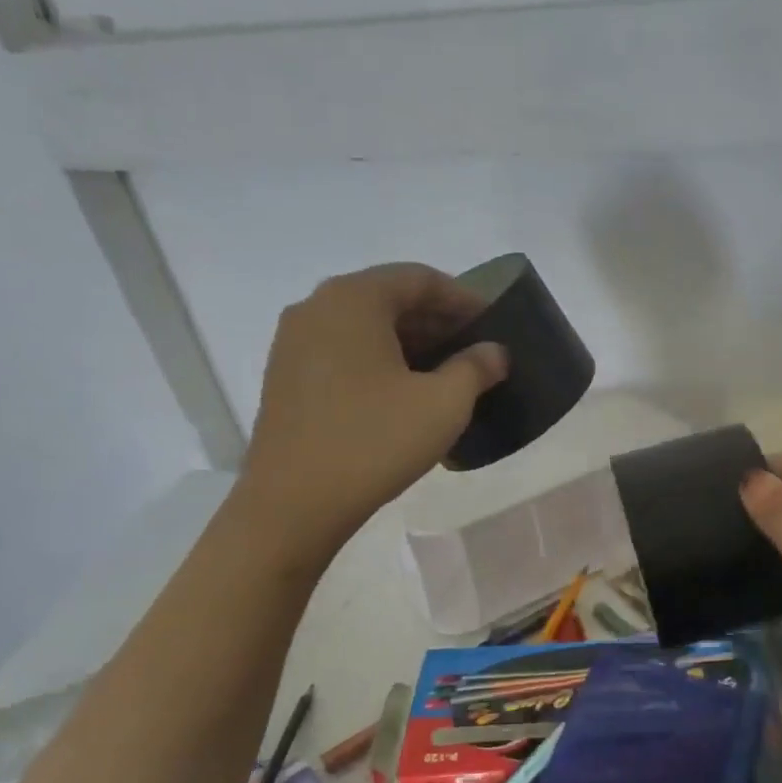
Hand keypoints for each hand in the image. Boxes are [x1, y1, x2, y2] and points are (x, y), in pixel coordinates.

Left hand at [233, 265, 507, 561]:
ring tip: (448, 373)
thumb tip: (494, 351)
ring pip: (366, 327)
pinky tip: (406, 394)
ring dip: (411, 343)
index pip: (419, 278)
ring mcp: (294, 343)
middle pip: (389, 298)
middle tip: (476, 349)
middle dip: (437, 321)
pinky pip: (344, 352)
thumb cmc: (375, 441)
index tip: (494, 323)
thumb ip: (476, 367)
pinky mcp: (286, 377)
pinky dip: (381, 361)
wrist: (293, 504)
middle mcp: (317, 308)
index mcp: (354, 299)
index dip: (463, 298)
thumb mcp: (444, 403)